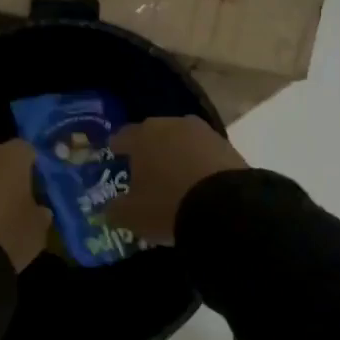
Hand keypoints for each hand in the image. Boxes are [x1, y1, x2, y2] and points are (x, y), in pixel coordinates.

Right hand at [107, 116, 246, 244]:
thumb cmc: (167, 205)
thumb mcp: (131, 215)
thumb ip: (115, 209)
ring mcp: (202, 132)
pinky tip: (198, 182)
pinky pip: (204, 153)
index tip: (115, 159)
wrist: (226, 207)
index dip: (117, 149)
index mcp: (142, 135)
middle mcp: (171, 124)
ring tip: (174, 178)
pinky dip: (198, 164)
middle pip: (153, 134)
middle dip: (148, 150)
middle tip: (145, 172)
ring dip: (176, 155)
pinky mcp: (227, 145)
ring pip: (181, 141)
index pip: (122, 136)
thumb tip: (111, 208)